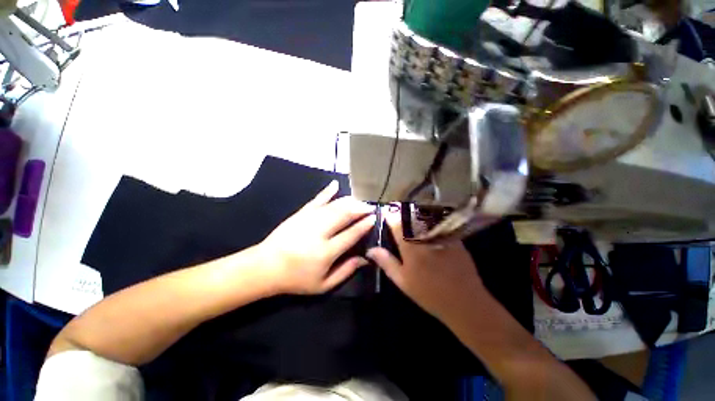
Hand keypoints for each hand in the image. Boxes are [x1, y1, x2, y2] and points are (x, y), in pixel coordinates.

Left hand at [259, 181, 375, 294]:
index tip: (374, 218)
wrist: (265, 267)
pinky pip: (317, 199)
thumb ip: (346, 271)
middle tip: (370, 207)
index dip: (364, 225)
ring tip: (360, 200)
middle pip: (344, 215)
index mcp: (325, 252)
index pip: (351, 234)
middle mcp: (319, 232)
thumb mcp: (323, 285)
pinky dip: (327, 192)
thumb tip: (365, 258)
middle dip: (360, 208)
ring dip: (349, 201)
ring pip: (333, 205)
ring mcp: (308, 220)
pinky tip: (336, 184)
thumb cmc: (296, 279)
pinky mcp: (300, 213)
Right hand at [367, 207, 485, 321]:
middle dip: (402, 210)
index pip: (396, 221)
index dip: (390, 214)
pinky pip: (438, 220)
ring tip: (410, 215)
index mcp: (410, 246)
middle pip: (410, 213)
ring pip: (424, 214)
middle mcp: (424, 235)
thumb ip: (386, 262)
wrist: (464, 302)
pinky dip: (429, 218)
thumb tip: (370, 249)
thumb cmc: (429, 293)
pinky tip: (427, 224)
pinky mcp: (452, 236)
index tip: (386, 213)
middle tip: (397, 212)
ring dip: (415, 211)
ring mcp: (441, 234)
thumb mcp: (403, 281)